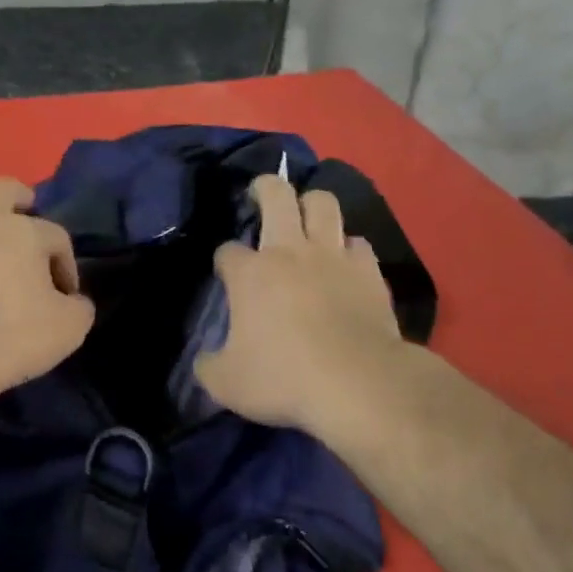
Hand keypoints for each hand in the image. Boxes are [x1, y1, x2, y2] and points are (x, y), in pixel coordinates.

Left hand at [0, 177, 95, 416]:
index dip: (66, 264)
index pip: (56, 236)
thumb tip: (73, 300)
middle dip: (19, 197)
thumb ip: (79, 308)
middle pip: (2, 188)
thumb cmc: (10, 338)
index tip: (66, 296)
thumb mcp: (69, 330)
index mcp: (25, 233)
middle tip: (25, 218)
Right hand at [194, 175, 406, 438]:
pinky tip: (344, 260)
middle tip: (261, 193)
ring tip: (306, 214)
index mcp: (250, 274)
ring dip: (312, 203)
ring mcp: (333, 256)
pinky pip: (357, 242)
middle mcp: (290, 251)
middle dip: (265, 187)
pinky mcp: (368, 270)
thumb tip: (204, 360)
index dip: (225, 260)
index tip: (227, 275)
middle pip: (276, 195)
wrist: (358, 383)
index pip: (228, 251)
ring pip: (323, 203)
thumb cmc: (284, 379)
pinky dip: (348, 246)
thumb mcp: (226, 384)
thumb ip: (209, 366)